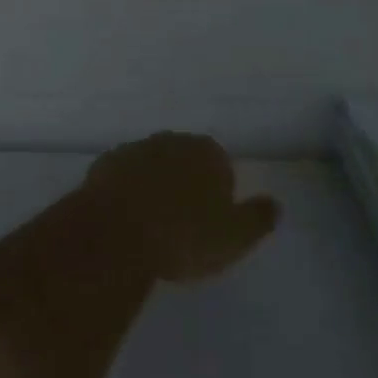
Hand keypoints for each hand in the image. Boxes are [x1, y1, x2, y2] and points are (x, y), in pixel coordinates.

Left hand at [82, 132, 279, 283]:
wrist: (115, 233)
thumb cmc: (184, 236)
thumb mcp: (235, 237)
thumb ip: (258, 218)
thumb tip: (274, 204)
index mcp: (205, 151)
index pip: (221, 164)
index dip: (219, 193)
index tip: (212, 222)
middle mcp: (169, 141)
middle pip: (184, 160)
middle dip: (185, 184)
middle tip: (183, 225)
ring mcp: (132, 149)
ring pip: (151, 166)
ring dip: (154, 187)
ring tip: (153, 226)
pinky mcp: (103, 166)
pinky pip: (122, 178)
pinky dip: (125, 193)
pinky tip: (125, 221)